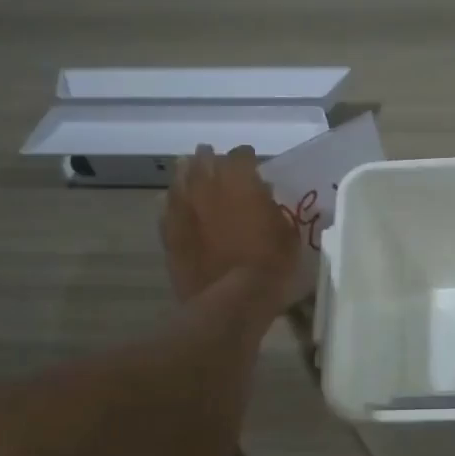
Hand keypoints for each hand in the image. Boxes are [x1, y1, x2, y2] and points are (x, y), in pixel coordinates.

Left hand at [160, 144, 298, 314]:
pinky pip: (167, 208)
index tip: (254, 167)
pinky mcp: (168, 232)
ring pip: (179, 178)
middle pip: (203, 159)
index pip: (241, 155)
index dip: (248, 159)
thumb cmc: (269, 264)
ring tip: (195, 179)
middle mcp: (206, 185)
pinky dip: (175, 205)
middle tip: (220, 167)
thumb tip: (262, 195)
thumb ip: (272, 207)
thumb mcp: (287, 232)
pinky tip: (181, 209)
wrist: (231, 300)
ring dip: (188, 175)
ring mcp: (182, 208)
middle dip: (212, 160)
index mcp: (240, 180)